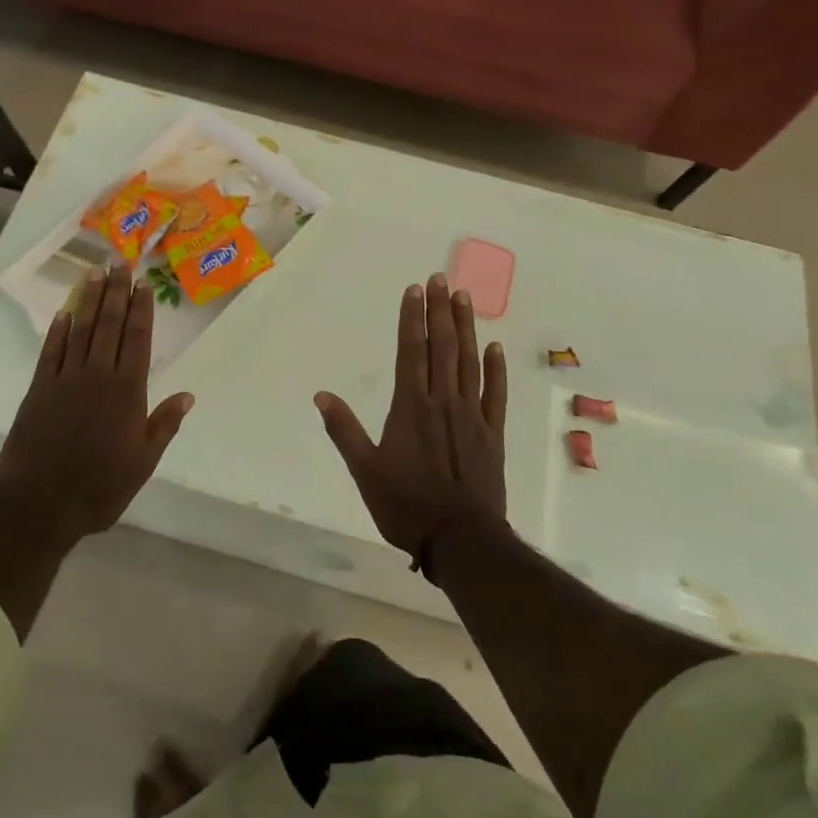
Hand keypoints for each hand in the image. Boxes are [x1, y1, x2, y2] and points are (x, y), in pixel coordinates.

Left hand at [0, 264, 192, 550]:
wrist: (41, 505)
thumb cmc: (100, 487)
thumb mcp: (143, 462)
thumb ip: (164, 424)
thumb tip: (188, 395)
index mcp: (127, 391)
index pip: (137, 339)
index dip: (141, 309)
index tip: (143, 283)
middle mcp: (98, 376)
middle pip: (109, 325)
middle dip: (116, 292)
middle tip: (119, 262)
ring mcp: (65, 380)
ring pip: (80, 330)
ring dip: (88, 300)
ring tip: (95, 273)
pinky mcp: (39, 390)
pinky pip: (50, 352)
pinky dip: (58, 331)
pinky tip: (64, 313)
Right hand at [314, 274, 507, 562]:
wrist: (460, 538)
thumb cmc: (406, 505)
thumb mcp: (365, 471)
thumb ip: (344, 431)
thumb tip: (321, 396)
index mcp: (410, 407)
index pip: (410, 351)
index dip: (412, 319)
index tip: (415, 290)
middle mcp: (442, 401)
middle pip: (441, 347)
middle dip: (439, 311)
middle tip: (441, 279)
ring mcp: (471, 415)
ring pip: (469, 362)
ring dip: (466, 328)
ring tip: (464, 297)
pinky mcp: (492, 434)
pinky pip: (495, 394)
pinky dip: (495, 369)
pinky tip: (495, 347)